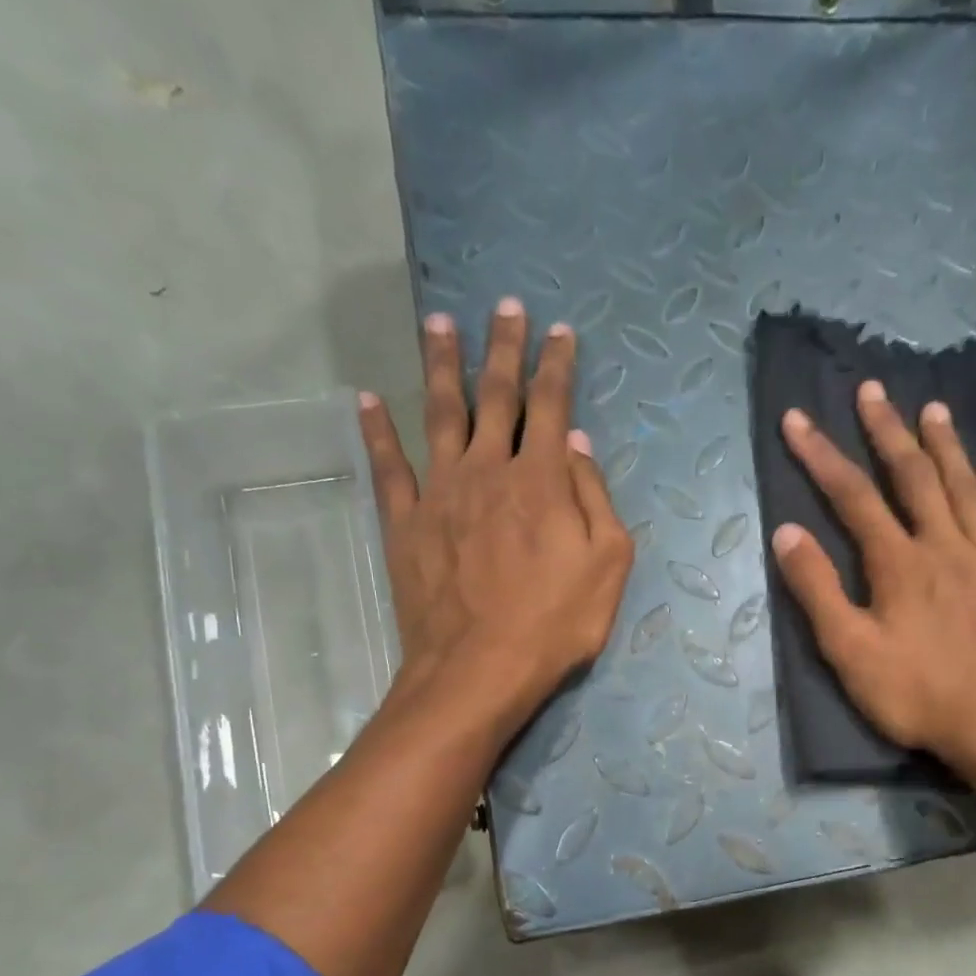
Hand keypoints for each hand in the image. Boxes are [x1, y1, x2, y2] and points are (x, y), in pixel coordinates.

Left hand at [358, 298, 633, 739]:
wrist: (479, 669)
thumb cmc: (555, 623)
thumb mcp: (607, 565)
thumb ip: (595, 498)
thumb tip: (576, 443)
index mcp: (541, 479)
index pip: (552, 406)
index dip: (558, 365)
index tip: (561, 330)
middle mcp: (488, 470)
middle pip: (496, 396)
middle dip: (505, 348)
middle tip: (506, 306)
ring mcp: (440, 493)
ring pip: (440, 413)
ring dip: (441, 365)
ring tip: (440, 322)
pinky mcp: (405, 523)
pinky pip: (388, 466)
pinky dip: (377, 430)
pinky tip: (367, 399)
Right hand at [770, 380, 975, 787]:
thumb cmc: (917, 696)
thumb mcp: (850, 652)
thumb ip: (818, 591)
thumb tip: (787, 533)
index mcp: (899, 563)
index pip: (852, 496)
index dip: (820, 456)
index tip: (797, 419)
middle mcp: (945, 546)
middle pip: (913, 477)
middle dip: (888, 431)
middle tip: (873, 390)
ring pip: (965, 489)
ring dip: (946, 446)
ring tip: (933, 408)